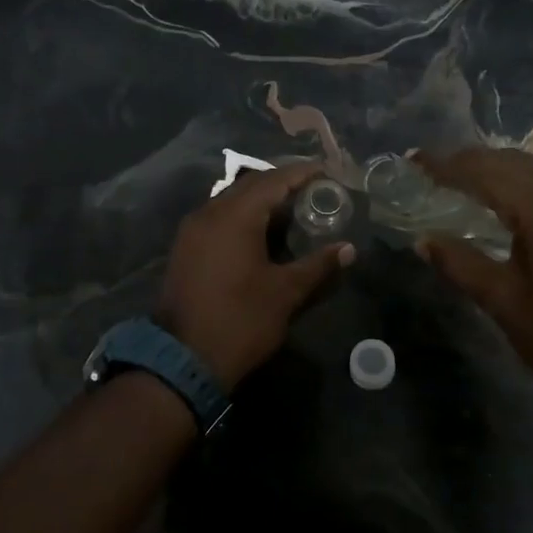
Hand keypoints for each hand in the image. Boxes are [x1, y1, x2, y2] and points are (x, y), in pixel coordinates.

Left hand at [158, 163, 354, 387]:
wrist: (185, 359)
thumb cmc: (241, 321)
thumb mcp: (285, 293)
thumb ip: (317, 264)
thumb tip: (347, 249)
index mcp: (234, 216)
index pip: (274, 180)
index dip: (304, 173)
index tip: (329, 173)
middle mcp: (209, 213)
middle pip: (251, 186)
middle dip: (283, 184)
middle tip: (316, 192)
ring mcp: (192, 231)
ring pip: (232, 201)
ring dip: (262, 202)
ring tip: (295, 212)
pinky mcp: (186, 249)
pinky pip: (219, 219)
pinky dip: (243, 218)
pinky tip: (264, 234)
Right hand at [415, 149, 532, 408]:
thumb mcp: (504, 303)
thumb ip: (460, 264)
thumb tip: (423, 240)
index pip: (484, 171)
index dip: (446, 165)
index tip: (415, 160)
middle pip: (513, 161)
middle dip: (472, 162)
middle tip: (436, 168)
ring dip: (504, 168)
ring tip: (473, 178)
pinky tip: (529, 191)